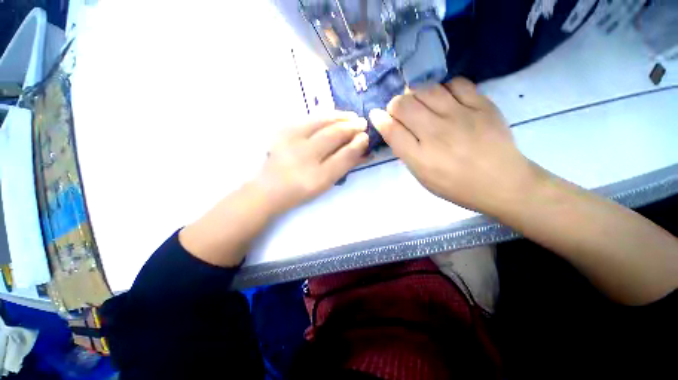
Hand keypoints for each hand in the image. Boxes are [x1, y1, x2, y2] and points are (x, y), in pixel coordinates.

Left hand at [254, 111, 368, 214]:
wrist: (271, 188)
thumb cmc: (302, 189)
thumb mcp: (326, 183)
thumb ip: (345, 166)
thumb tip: (364, 152)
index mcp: (317, 177)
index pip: (344, 156)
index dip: (358, 145)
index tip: (366, 137)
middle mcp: (304, 157)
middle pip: (333, 135)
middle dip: (351, 127)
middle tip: (362, 123)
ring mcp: (291, 141)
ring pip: (321, 122)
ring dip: (340, 117)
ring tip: (351, 116)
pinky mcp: (283, 131)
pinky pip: (309, 119)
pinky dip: (324, 116)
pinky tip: (333, 116)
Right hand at [369, 78, 536, 213]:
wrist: (501, 182)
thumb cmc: (455, 184)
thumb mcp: (422, 175)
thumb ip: (404, 150)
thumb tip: (389, 126)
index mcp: (420, 157)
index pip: (391, 129)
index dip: (379, 119)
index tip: (377, 115)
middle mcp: (436, 133)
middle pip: (404, 105)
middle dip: (395, 105)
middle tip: (400, 112)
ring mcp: (461, 116)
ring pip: (427, 89)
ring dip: (416, 94)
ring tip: (421, 104)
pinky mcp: (482, 105)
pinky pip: (456, 83)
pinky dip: (444, 88)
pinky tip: (445, 99)